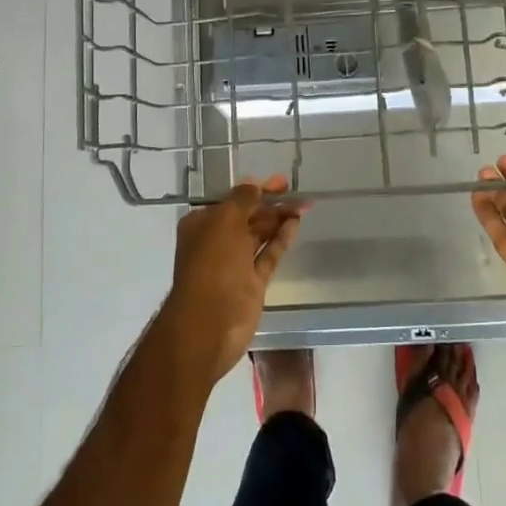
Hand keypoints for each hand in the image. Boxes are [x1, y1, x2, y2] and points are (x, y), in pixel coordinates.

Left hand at [158, 176, 306, 387]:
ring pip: (260, 235)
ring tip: (303, 205)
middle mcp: (217, 241)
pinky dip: (281, 240)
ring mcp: (235, 264)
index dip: (256, 189)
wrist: (210, 323)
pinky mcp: (252, 282)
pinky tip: (295, 225)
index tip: (281, 181)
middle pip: (248, 216)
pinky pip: (269, 255)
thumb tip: (254, 184)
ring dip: (279, 219)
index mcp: (202, 224)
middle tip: (297, 193)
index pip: (232, 200)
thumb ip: (242, 200)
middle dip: (271, 203)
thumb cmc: (212, 265)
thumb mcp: (224, 222)